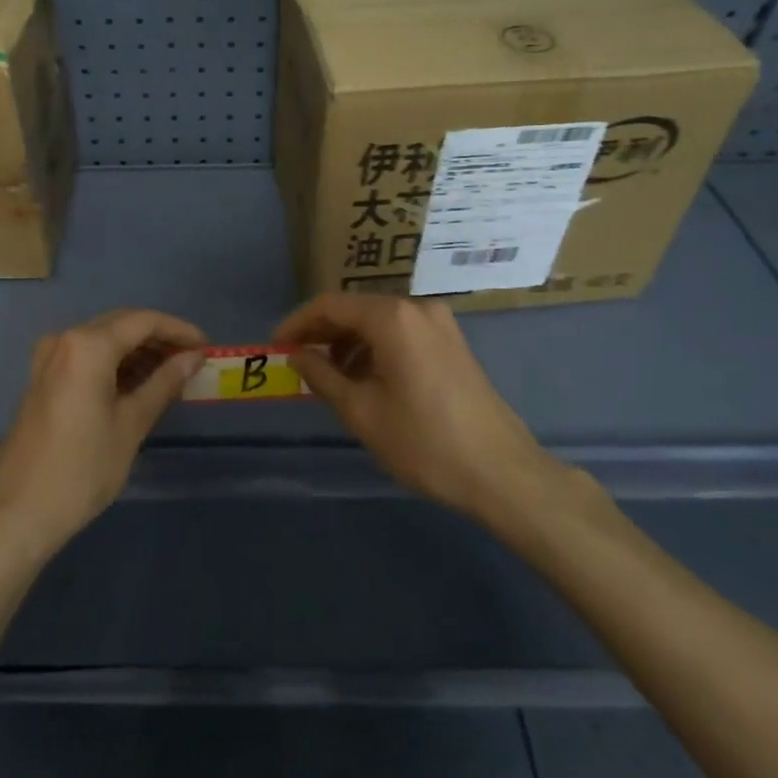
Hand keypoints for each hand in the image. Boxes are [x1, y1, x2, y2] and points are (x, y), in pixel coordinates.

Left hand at [0, 309, 206, 560]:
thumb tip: (194, 357)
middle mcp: (66, 340)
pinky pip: (87, 357)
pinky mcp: (43, 379)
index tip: (206, 347)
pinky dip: (115, 364)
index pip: (144, 321)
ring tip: (172, 374)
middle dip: (159, 338)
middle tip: (192, 360)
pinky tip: (138, 384)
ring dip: (138, 351)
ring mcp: (49, 359)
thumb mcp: (131, 425)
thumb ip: (164, 383)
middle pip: (122, 324)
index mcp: (88, 345)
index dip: (179, 330)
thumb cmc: (81, 470)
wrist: (17, 513)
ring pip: (104, 340)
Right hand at [276, 293, 559, 520]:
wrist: (501, 472)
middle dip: (323, 333)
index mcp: (392, 317)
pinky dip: (375, 349)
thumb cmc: (424, 442)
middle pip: (356, 309)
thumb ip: (322, 376)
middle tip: (298, 361)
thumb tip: (298, 354)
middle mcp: (417, 308)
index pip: (331, 305)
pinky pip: (401, 333)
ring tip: (329, 377)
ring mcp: (440, 324)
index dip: (298, 323)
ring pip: (379, 322)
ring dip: (349, 343)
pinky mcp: (452, 343)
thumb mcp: (361, 411)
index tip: (276, 346)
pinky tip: (365, 380)